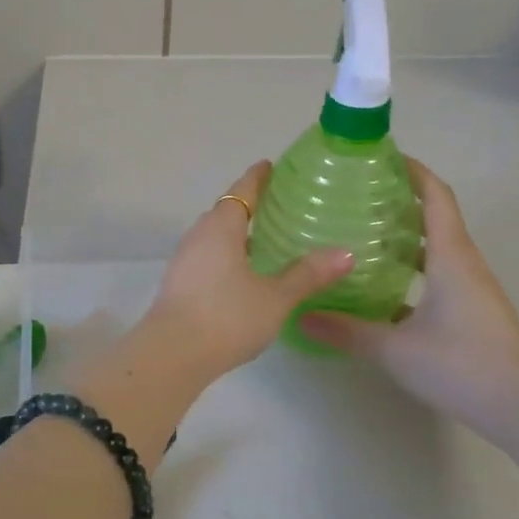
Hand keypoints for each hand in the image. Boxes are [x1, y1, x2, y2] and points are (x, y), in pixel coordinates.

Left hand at [140, 161, 352, 382]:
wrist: (172, 353)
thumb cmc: (227, 316)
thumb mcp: (275, 297)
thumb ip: (308, 274)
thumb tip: (346, 253)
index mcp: (221, 227)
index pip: (241, 191)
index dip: (256, 178)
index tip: (268, 166)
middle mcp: (198, 235)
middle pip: (225, 211)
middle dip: (248, 206)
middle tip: (276, 206)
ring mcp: (184, 259)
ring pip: (214, 236)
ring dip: (236, 234)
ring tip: (264, 241)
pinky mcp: (178, 282)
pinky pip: (206, 256)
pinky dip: (226, 255)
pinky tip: (242, 275)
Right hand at [300, 159, 518, 469]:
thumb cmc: (461, 365)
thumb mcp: (394, 349)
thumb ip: (345, 330)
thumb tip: (299, 314)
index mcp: (450, 256)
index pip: (435, 196)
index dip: (412, 170)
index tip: (380, 155)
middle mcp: (463, 262)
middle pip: (434, 215)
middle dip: (399, 198)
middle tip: (355, 192)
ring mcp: (470, 287)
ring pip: (435, 245)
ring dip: (404, 232)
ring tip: (361, 230)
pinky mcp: (470, 310)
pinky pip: (438, 271)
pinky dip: (411, 264)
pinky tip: (381, 281)